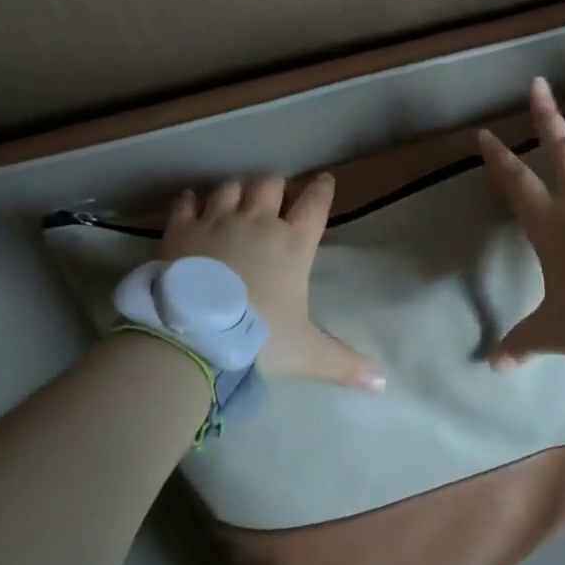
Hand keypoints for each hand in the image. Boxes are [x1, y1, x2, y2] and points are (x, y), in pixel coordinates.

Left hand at [162, 174, 383, 392]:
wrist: (193, 338)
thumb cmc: (258, 339)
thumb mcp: (306, 354)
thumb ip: (344, 363)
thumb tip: (382, 384)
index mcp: (293, 244)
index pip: (315, 203)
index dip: (322, 189)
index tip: (324, 180)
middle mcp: (258, 222)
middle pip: (270, 184)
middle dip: (274, 187)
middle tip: (273, 198)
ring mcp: (217, 221)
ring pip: (231, 187)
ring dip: (235, 192)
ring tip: (235, 202)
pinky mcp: (181, 230)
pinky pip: (186, 203)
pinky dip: (190, 202)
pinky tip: (191, 205)